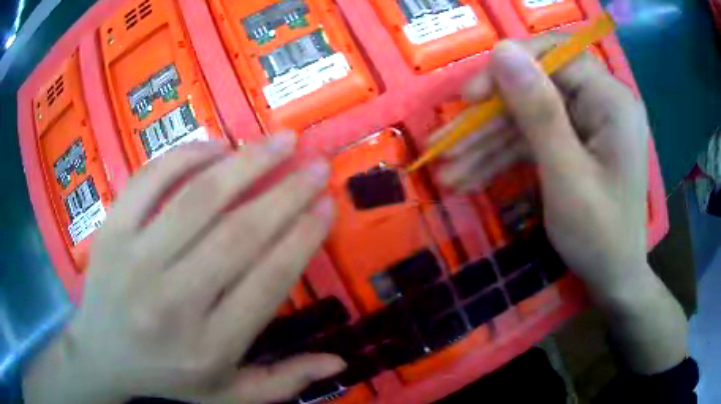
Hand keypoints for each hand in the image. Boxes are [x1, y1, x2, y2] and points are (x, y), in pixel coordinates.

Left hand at [23, 135, 344, 403]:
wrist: (101, 355)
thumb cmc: (168, 376)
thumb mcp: (228, 393)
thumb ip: (283, 381)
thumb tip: (339, 362)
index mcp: (210, 345)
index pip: (268, 281)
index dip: (303, 237)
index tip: (327, 204)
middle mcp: (174, 302)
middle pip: (239, 235)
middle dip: (287, 193)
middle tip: (317, 165)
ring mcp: (136, 260)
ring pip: (198, 200)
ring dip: (246, 163)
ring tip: (281, 140)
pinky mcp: (112, 231)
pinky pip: (150, 180)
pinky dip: (186, 156)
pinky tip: (216, 146)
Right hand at [438, 37, 649, 296]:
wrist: (612, 279)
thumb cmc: (599, 235)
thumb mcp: (567, 176)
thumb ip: (538, 111)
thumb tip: (501, 50)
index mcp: (611, 100)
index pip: (555, 55)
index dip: (509, 67)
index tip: (470, 97)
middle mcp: (600, 103)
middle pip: (535, 88)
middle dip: (489, 118)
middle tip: (446, 143)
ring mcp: (585, 124)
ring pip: (527, 117)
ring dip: (487, 143)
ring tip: (447, 170)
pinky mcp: (572, 144)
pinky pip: (533, 139)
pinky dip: (502, 157)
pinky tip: (468, 176)